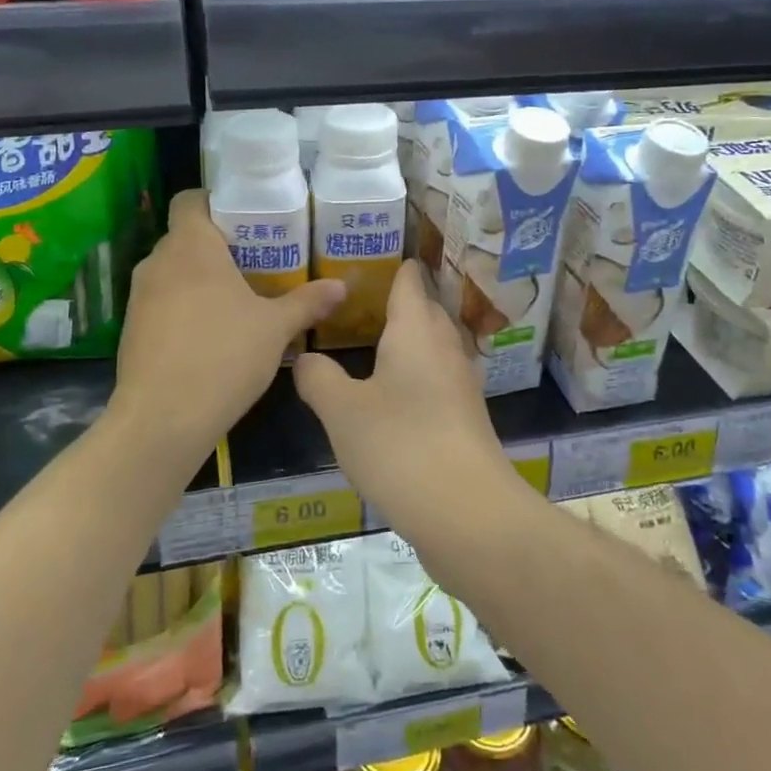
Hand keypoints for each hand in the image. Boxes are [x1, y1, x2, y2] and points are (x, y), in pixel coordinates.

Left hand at [114, 190, 345, 467]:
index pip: (190, 200)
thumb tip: (341, 286)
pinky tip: (210, 333)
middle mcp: (158, 261)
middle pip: (185, 236)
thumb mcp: (275, 329)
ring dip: (199, 277)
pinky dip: (183, 306)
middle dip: (217, 245)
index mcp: (191, 246)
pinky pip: (161, 301)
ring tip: (237, 298)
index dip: (216, 203)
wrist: (162, 420)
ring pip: (172, 270)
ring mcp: (139, 296)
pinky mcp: (131, 328)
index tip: (246, 221)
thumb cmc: (223, 357)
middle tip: (256, 261)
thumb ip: (307, 302)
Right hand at [293, 260, 521, 537]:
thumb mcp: (341, 410)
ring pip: (434, 345)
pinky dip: (417, 374)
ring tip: (374, 342)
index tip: (371, 258)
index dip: (394, 266)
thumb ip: (318, 377)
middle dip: (400, 301)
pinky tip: (395, 393)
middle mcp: (445, 346)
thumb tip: (304, 357)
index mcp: (416, 328)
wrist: (466, 511)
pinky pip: (438, 378)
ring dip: (410, 339)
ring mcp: (461, 382)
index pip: (409, 280)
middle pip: (426, 309)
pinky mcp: (466, 416)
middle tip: (361, 301)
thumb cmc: (399, 444)